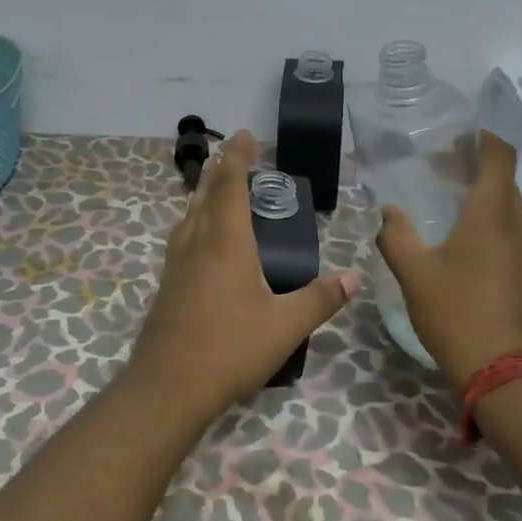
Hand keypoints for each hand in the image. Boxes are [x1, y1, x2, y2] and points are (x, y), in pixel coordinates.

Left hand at [127, 130, 358, 421]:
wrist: (167, 386)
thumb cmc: (229, 349)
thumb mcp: (285, 326)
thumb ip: (320, 299)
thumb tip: (354, 277)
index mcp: (226, 241)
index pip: (231, 186)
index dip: (238, 157)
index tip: (244, 134)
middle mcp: (198, 241)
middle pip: (206, 193)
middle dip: (220, 168)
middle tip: (233, 150)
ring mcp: (177, 262)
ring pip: (190, 212)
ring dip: (203, 190)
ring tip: (215, 181)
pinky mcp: (168, 282)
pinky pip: (182, 234)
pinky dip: (194, 217)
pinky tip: (198, 234)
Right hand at [376, 132, 521, 388]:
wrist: (509, 376)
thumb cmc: (458, 312)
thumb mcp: (414, 273)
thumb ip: (396, 235)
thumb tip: (388, 212)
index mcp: (493, 212)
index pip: (498, 154)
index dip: (479, 139)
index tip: (453, 139)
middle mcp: (521, 224)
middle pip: (503, 180)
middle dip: (474, 170)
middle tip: (439, 172)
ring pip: (510, 210)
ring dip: (483, 200)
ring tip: (449, 209)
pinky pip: (515, 236)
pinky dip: (493, 227)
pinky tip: (468, 249)